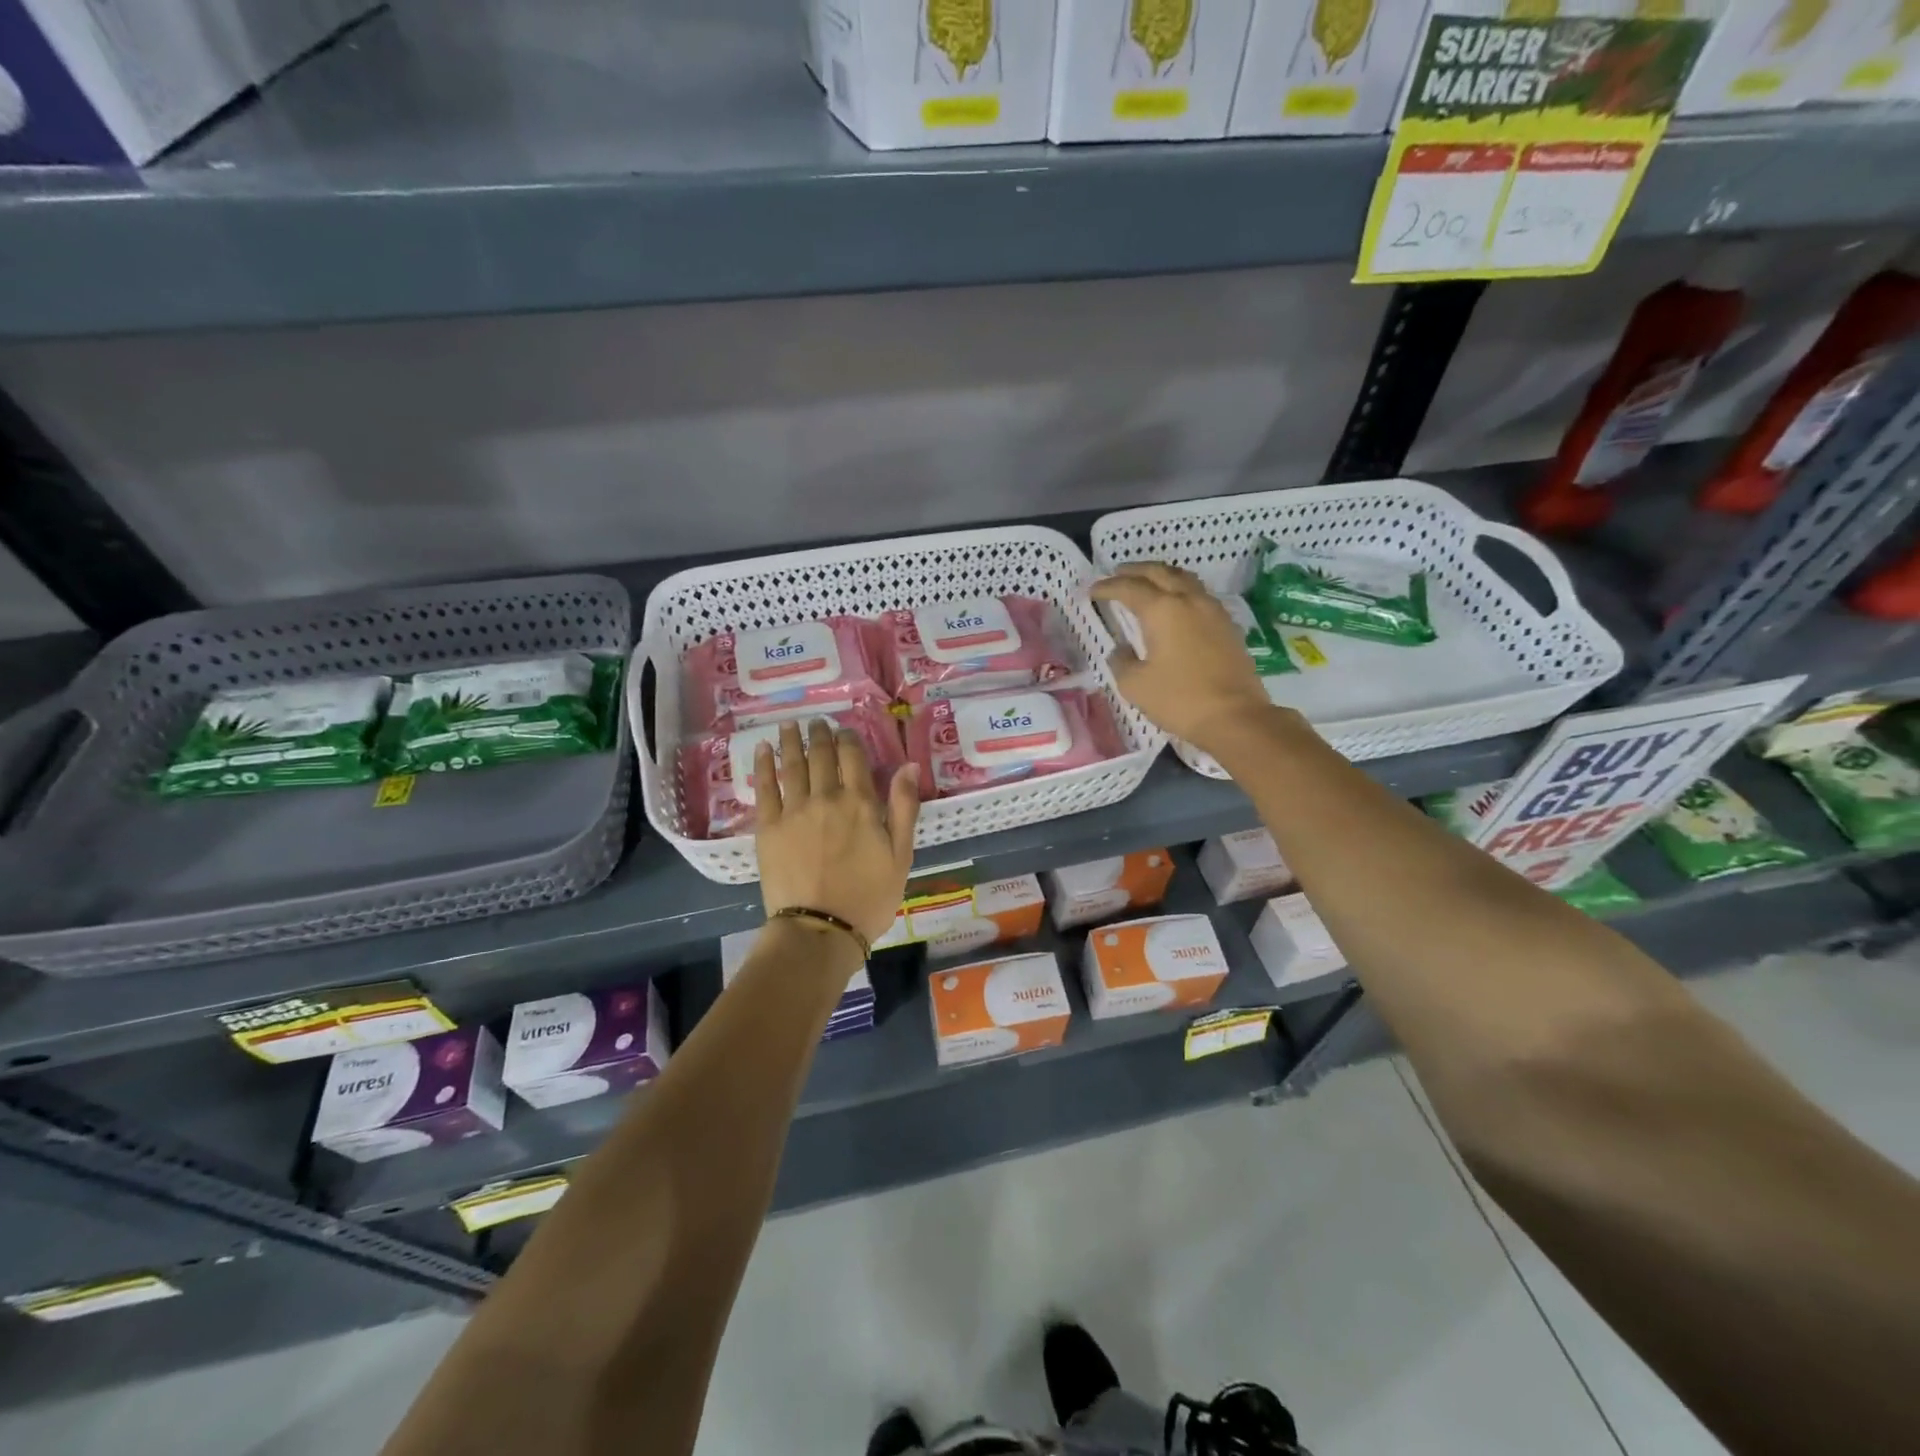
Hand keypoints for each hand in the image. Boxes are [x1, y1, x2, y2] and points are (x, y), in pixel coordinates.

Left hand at [754, 719, 920, 943]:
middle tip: (816, 722)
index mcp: (861, 803)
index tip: (845, 730)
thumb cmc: (869, 897)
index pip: (854, 757)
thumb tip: (910, 765)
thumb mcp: (901, 855)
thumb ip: (905, 807)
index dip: (849, 739)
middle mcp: (827, 797)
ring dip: (792, 741)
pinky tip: (764, 748)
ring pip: (793, 764)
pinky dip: (764, 764)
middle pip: (822, 755)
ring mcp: (794, 810)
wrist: (820, 930)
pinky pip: (765, 787)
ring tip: (790, 724)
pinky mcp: (768, 827)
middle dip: (820, 735)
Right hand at [1091, 563, 1275, 753]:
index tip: (1093, 590)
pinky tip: (1176, 605)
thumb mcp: (1135, 685)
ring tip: (1147, 582)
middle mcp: (1189, 600)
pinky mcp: (1228, 625)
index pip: (1129, 588)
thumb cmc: (1179, 700)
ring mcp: (1213, 610)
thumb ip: (1121, 661)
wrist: (1234, 716)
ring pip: (1184, 578)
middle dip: (1135, 570)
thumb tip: (1122, 650)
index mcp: (1162, 610)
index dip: (1108, 587)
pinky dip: (1181, 590)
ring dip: (1161, 575)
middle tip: (1117, 574)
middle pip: (1159, 572)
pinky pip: (1200, 595)